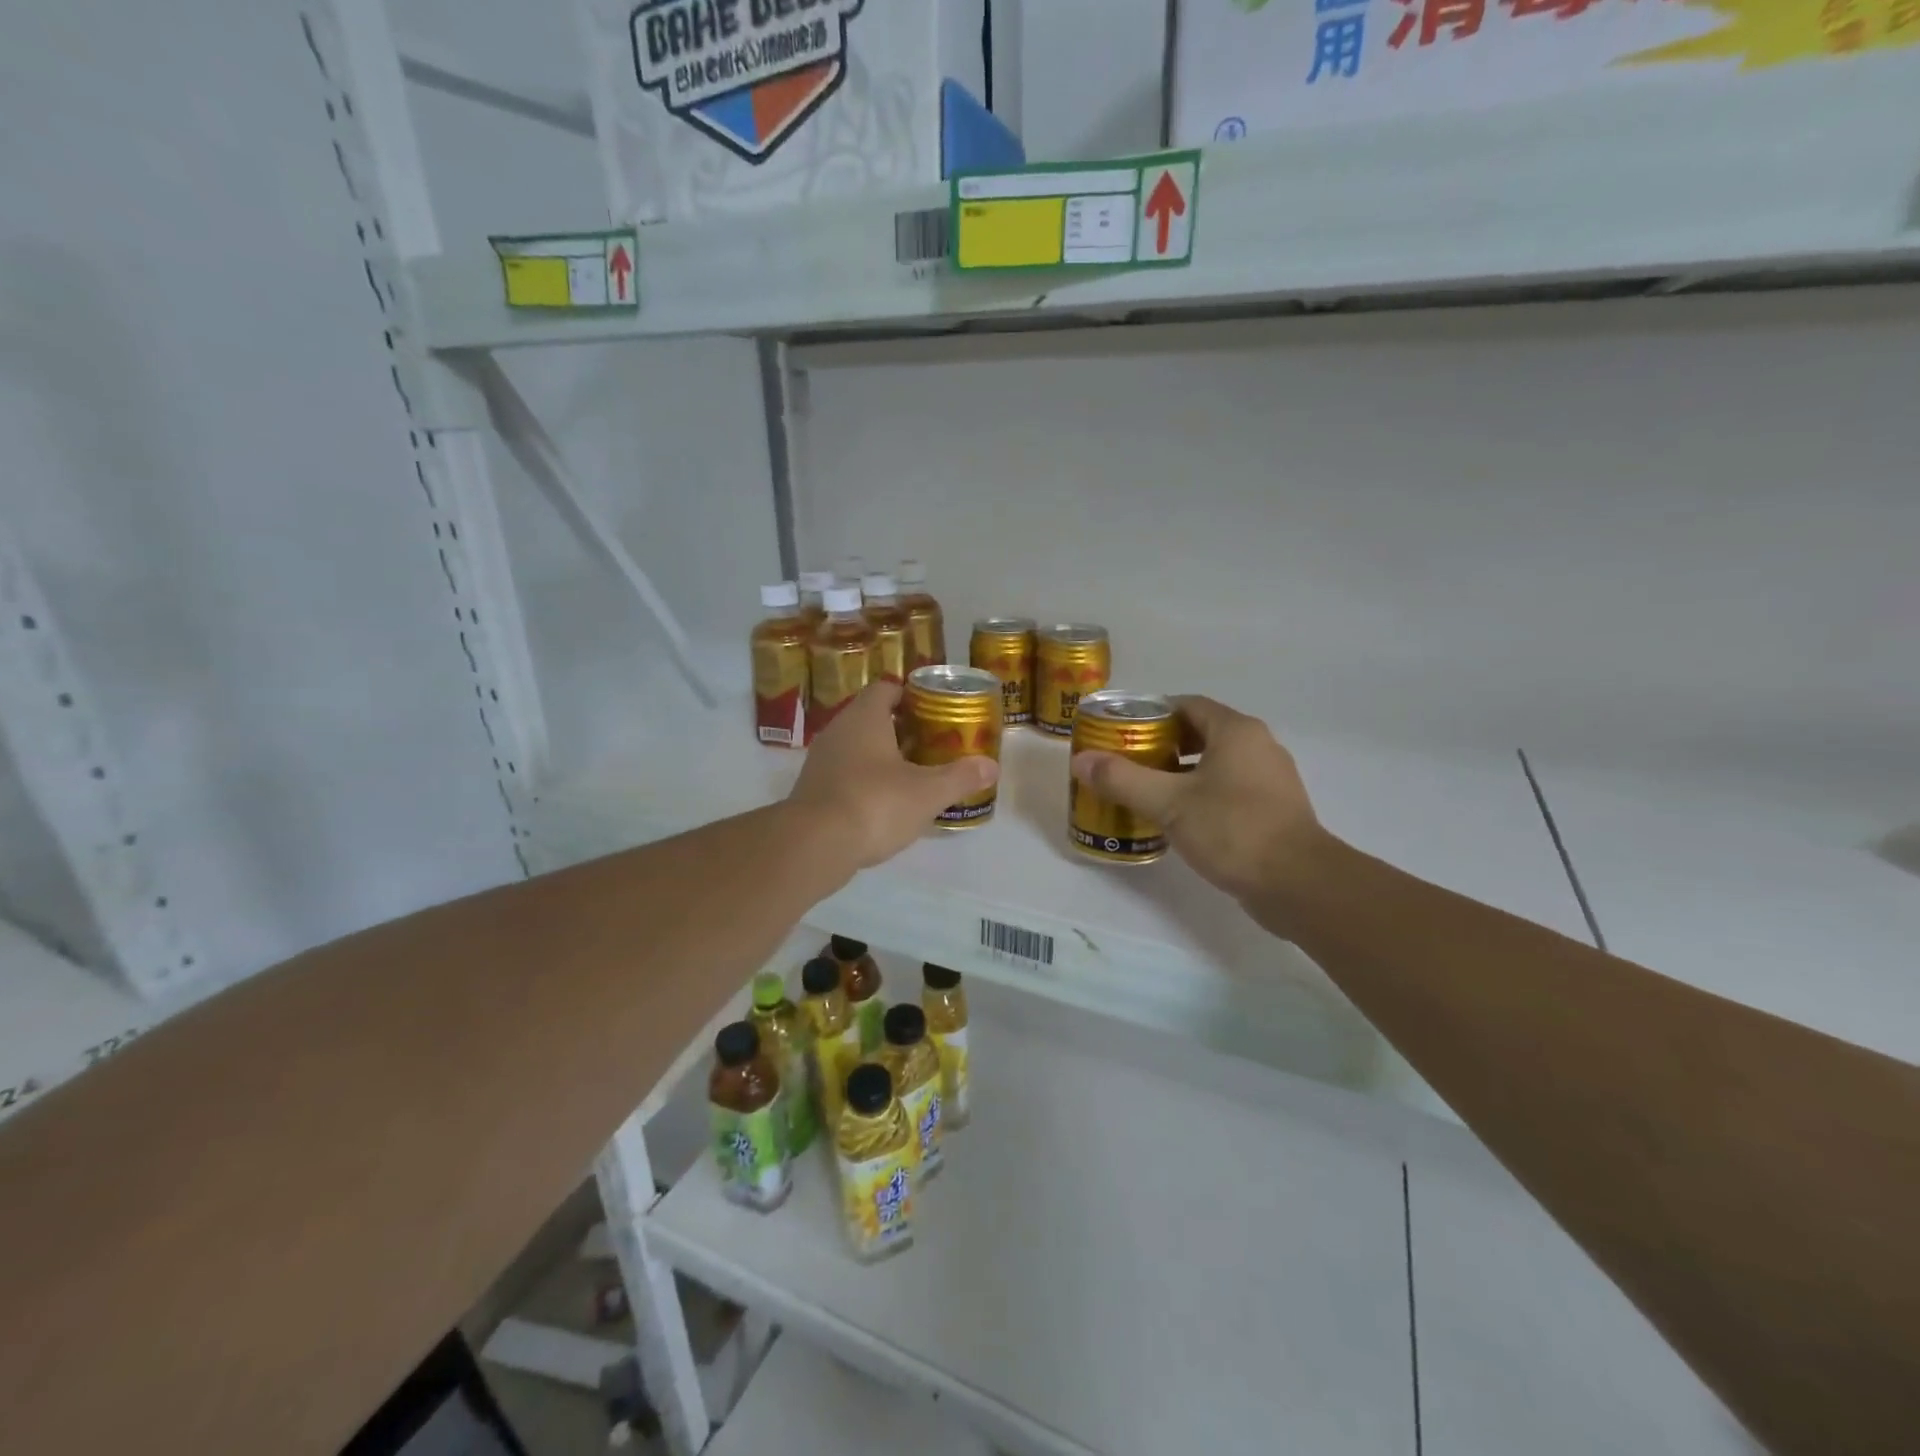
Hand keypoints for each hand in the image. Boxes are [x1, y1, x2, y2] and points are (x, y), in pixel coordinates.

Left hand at [788, 683, 998, 870]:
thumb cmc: (875, 804)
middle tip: (932, 745)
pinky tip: (886, 804)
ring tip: (914, 775)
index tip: (934, 712)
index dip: (911, 696)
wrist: (813, 845)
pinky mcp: (813, 790)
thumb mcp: (927, 793)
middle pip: (872, 718)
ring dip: (883, 757)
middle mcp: (838, 730)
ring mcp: (821, 761)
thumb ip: (960, 777)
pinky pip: (845, 774)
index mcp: (865, 717)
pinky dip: (866, 782)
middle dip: (902, 729)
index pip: (886, 689)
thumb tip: (991, 766)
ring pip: (857, 748)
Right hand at [1070, 695, 1328, 914]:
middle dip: (1161, 746)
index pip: (1187, 705)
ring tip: (1144, 791)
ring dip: (1180, 773)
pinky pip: (1228, 790)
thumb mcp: (1168, 803)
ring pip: (1215, 765)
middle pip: (1201, 734)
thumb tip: (1081, 760)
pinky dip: (1200, 795)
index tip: (1121, 733)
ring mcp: (1270, 780)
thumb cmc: (1232, 829)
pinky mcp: (1273, 811)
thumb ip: (1123, 779)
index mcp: (1236, 732)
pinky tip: (1177, 820)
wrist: (1298, 884)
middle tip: (1127, 763)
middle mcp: (1258, 747)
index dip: (1152, 715)